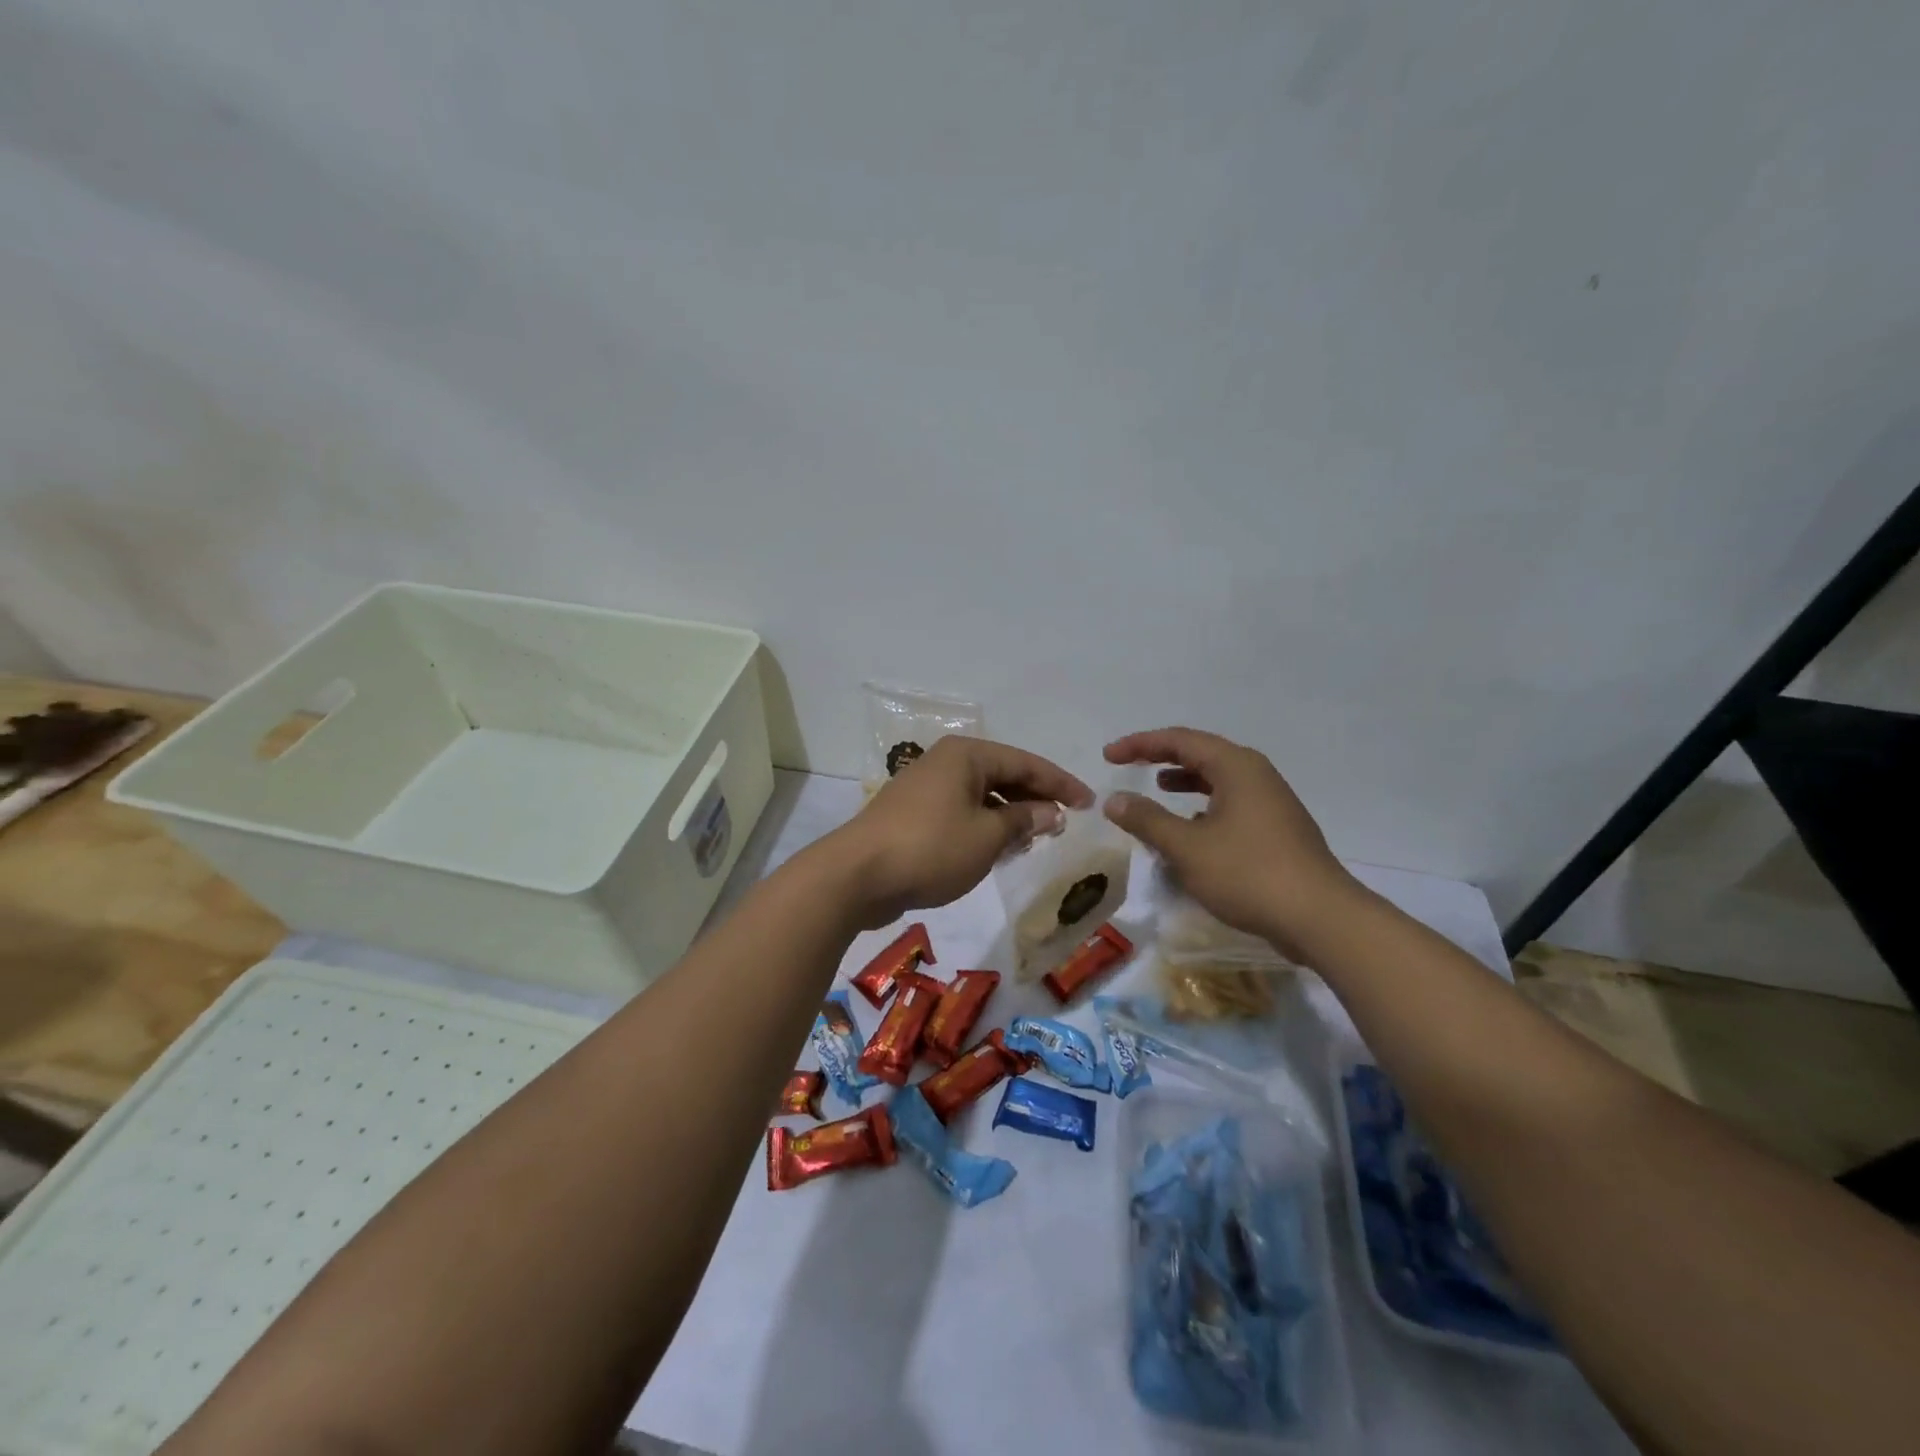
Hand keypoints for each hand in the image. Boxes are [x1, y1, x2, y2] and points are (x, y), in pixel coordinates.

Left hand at [819, 735, 1092, 928]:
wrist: (857, 875)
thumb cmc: (931, 848)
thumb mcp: (987, 836)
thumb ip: (1023, 820)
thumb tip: (1051, 812)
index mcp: (966, 755)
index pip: (1026, 762)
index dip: (1061, 783)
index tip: (1090, 802)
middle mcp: (945, 762)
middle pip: (1002, 774)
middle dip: (1035, 798)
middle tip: (1065, 822)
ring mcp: (925, 787)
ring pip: (981, 795)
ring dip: (1010, 815)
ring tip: (1035, 838)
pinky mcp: (913, 814)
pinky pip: (961, 811)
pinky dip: (984, 826)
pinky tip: (997, 848)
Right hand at [1103, 727, 1358, 956]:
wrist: (1320, 918)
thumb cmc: (1248, 874)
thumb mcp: (1186, 847)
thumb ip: (1147, 820)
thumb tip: (1114, 800)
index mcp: (1236, 767)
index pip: (1179, 740)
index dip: (1140, 744)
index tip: (1108, 756)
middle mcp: (1256, 775)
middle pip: (1201, 753)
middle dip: (1162, 757)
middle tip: (1129, 765)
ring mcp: (1272, 802)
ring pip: (1219, 779)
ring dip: (1185, 781)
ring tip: (1158, 789)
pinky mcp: (1278, 830)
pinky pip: (1232, 804)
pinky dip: (1204, 807)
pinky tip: (1193, 829)